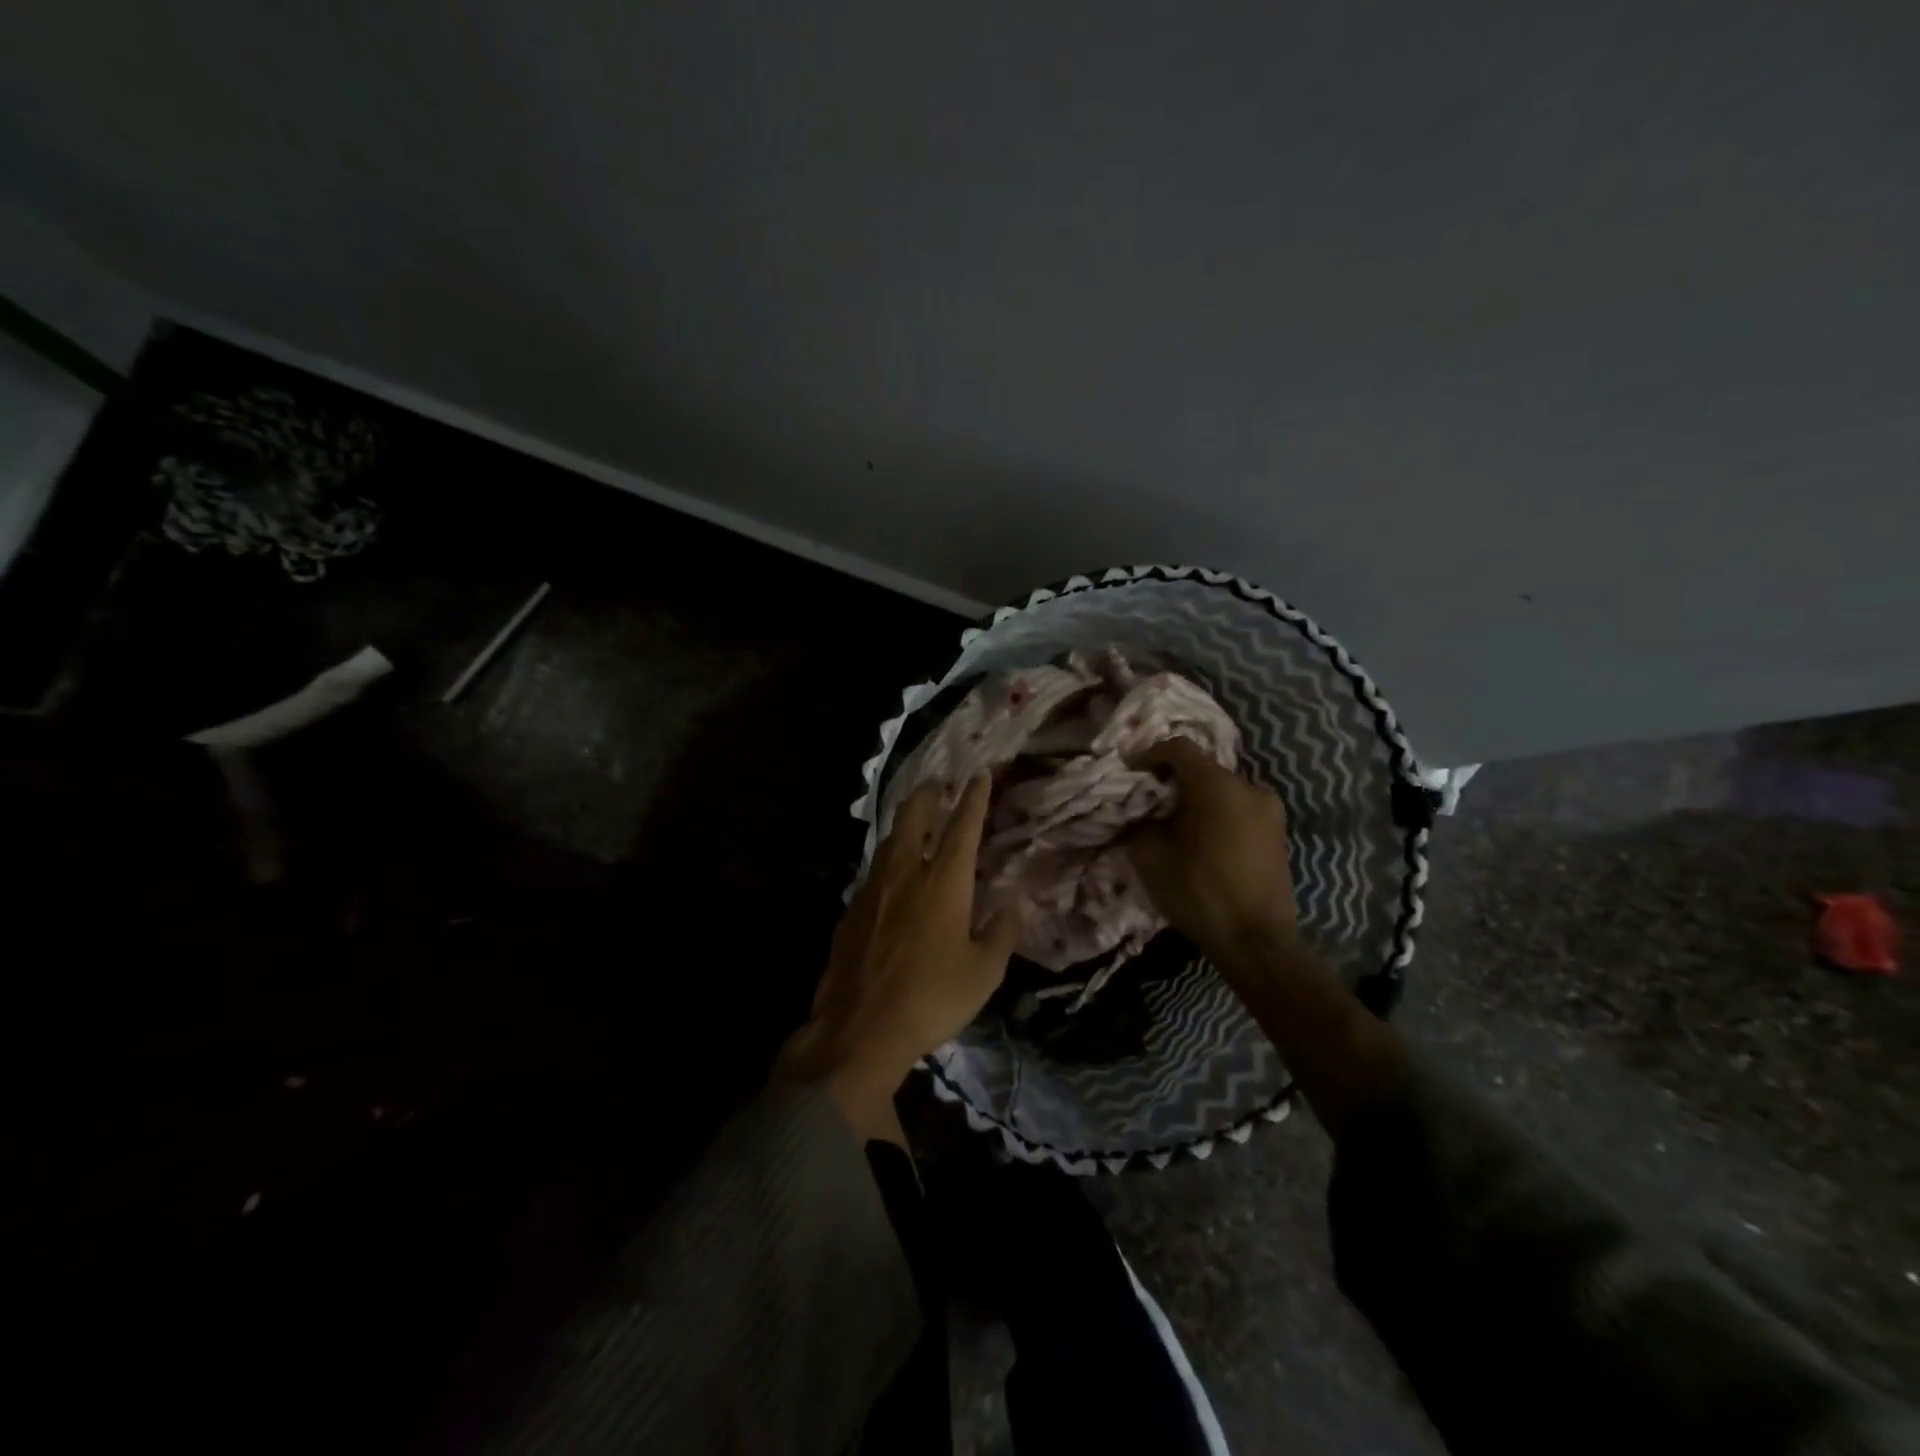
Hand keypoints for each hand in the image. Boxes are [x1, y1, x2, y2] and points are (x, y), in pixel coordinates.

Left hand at [777, 775, 1024, 1140]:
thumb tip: (1015, 905)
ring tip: (917, 818)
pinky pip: (874, 866)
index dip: (974, 797)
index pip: (962, 826)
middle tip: (941, 784)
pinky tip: (892, 869)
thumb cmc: (932, 999)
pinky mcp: (851, 907)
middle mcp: (905, 873)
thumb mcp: (984, 973)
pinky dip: (888, 854)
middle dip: (929, 793)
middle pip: (914, 816)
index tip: (981, 774)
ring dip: (906, 820)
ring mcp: (873, 887)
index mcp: (943, 882)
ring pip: (889, 837)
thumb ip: (1002, 933)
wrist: (860, 1028)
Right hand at [1124, 738, 1299, 974]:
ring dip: (1197, 799)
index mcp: (1218, 786)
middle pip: (1202, 769)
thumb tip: (1137, 815)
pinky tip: (1202, 842)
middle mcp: (1249, 787)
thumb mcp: (1151, 858)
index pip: (1179, 748)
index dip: (1149, 755)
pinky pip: (1239, 809)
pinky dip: (1217, 814)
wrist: (1256, 942)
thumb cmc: (1200, 894)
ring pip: (1222, 790)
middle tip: (1150, 804)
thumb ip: (1138, 824)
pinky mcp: (1278, 832)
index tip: (1131, 774)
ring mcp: (1270, 809)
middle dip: (1173, 781)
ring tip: (1176, 826)